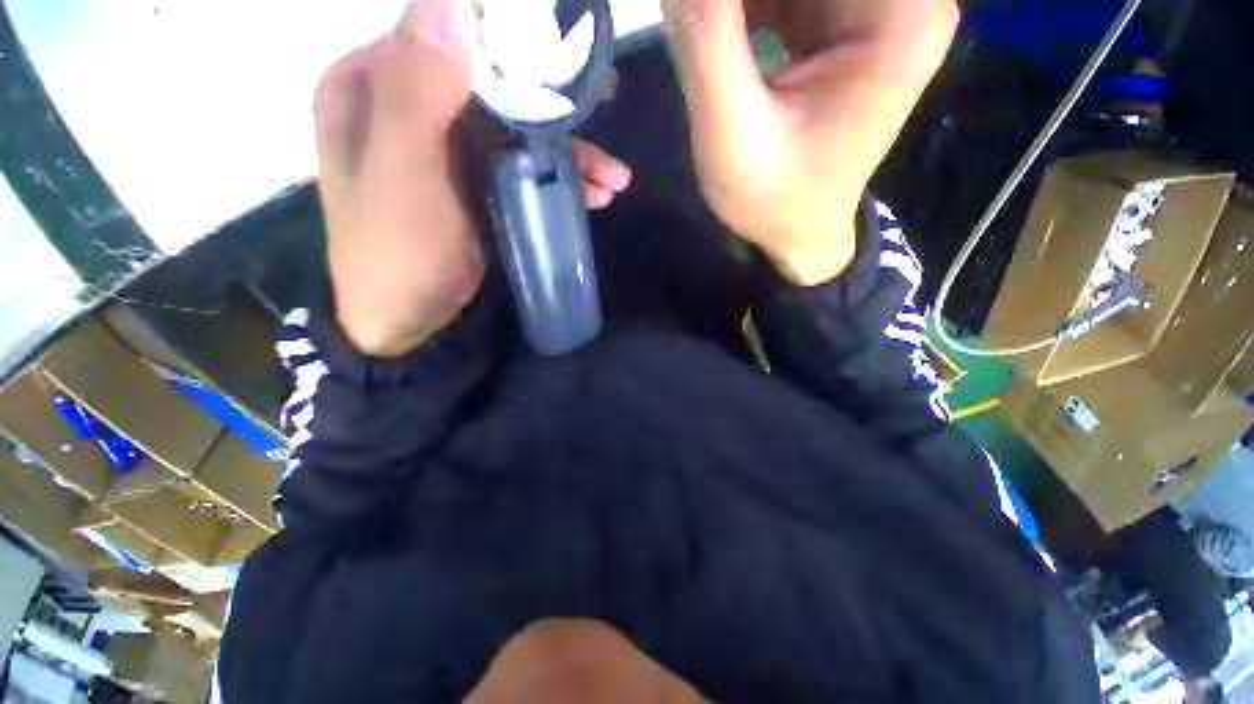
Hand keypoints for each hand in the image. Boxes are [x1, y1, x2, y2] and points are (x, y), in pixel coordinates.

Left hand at [314, 0, 630, 356]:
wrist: (404, 323)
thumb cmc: (396, 254)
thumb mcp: (401, 177)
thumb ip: (416, 93)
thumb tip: (448, 2)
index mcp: (372, 85)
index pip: (444, 36)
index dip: (504, 40)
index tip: (562, 51)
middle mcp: (405, 106)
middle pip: (489, 85)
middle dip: (550, 103)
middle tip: (605, 104)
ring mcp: (443, 149)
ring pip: (512, 129)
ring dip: (565, 152)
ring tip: (613, 179)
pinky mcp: (471, 184)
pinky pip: (518, 166)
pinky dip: (556, 178)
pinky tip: (592, 196)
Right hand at [662, 0, 957, 284]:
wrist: (798, 233)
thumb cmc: (774, 200)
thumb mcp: (732, 134)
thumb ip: (706, 41)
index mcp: (900, 15)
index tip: (704, 14)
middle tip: (698, 22)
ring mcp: (875, 8)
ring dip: (740, 1)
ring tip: (705, 31)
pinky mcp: (845, 22)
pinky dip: (748, 3)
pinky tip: (717, 26)